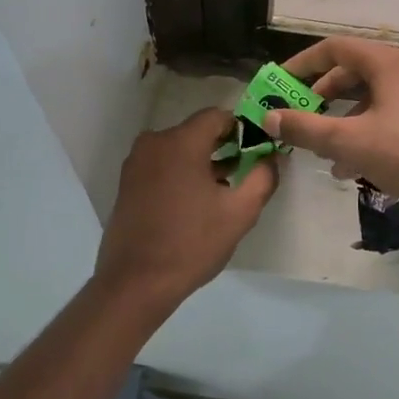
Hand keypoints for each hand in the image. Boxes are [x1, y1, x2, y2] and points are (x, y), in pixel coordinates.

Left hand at [92, 107, 277, 310]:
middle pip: (197, 131)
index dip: (241, 129)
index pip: (217, 116)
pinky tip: (193, 202)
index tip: (257, 150)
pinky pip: (161, 164)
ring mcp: (136, 162)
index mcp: (181, 142)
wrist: (136, 282)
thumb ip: (263, 177)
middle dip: (223, 147)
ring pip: (178, 149)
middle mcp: (154, 142)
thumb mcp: (240, 213)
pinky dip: (180, 173)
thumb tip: (272, 157)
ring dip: (201, 161)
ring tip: (222, 191)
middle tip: (244, 172)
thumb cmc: (191, 243)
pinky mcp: (126, 182)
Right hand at [264, 37, 398, 210]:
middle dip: (322, 96)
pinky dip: (366, 132)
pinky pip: (388, 115)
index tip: (281, 83)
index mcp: (386, 63)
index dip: (303, 63)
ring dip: (343, 120)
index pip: (334, 48)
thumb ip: (306, 128)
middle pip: (352, 72)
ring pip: (370, 98)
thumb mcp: (349, 142)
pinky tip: (353, 168)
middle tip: (301, 116)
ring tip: (324, 152)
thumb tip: (269, 117)